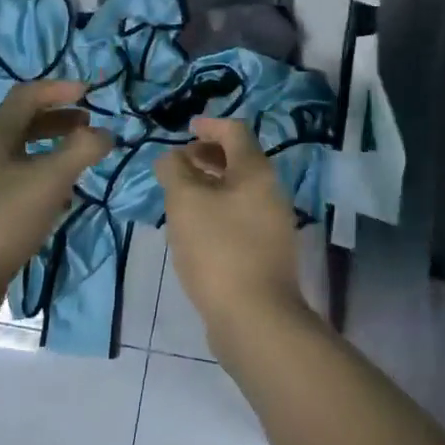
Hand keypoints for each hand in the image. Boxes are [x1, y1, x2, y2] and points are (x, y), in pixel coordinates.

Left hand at [0, 80, 111, 340]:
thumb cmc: (0, 221)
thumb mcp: (49, 180)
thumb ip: (81, 150)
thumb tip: (106, 132)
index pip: (27, 95)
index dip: (59, 89)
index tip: (91, 93)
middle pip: (25, 124)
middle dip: (59, 119)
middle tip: (90, 126)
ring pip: (24, 156)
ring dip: (54, 151)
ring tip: (83, 161)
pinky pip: (21, 186)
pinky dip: (46, 183)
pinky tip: (64, 201)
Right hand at [155, 116, 308, 352]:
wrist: (256, 318)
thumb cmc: (218, 249)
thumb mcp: (185, 202)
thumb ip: (174, 171)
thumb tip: (171, 157)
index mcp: (256, 171)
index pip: (235, 131)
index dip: (210, 125)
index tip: (187, 129)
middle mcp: (271, 191)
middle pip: (239, 160)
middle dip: (207, 156)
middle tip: (178, 163)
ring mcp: (273, 223)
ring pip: (239, 190)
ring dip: (210, 184)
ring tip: (180, 196)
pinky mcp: (267, 252)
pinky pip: (240, 216)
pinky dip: (218, 209)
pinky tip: (196, 230)